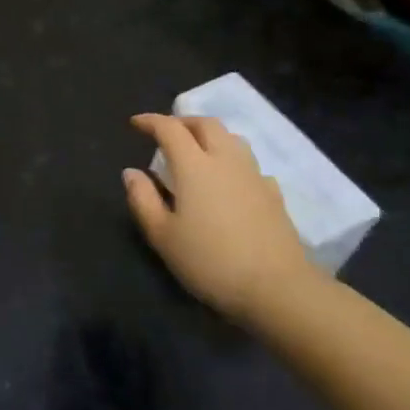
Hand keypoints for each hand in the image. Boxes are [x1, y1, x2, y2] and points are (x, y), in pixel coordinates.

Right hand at [122, 114, 318, 319]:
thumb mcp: (163, 236)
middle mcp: (226, 160)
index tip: (136, 124)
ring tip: (197, 151)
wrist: (277, 288)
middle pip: (206, 124)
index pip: (170, 129)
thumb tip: (131, 172)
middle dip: (183, 122)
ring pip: (232, 139)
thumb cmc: (210, 261)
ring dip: (210, 136)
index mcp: (195, 166)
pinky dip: (232, 162)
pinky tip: (228, 182)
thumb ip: (143, 200)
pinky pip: (249, 164)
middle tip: (167, 133)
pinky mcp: (274, 194)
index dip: (151, 121)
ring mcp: (254, 175)